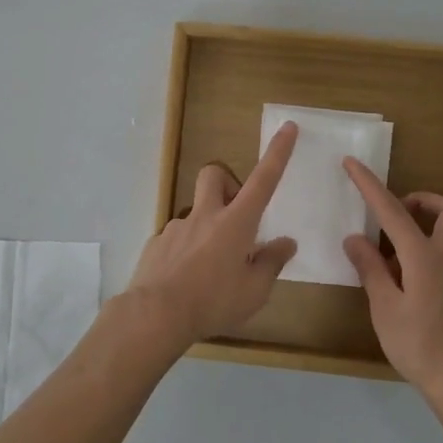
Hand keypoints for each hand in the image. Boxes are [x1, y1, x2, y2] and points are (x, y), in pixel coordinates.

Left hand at [128, 122, 299, 344]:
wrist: (155, 314)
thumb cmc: (213, 302)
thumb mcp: (254, 291)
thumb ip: (271, 264)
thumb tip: (286, 243)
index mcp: (236, 223)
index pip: (263, 180)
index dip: (278, 153)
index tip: (287, 127)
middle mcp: (205, 216)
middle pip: (214, 175)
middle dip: (227, 182)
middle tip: (234, 213)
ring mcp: (177, 227)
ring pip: (195, 212)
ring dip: (206, 228)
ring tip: (210, 268)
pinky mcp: (157, 243)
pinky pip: (177, 238)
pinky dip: (186, 251)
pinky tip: (185, 280)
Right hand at [342, 161, 442, 398]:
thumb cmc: (419, 345)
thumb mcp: (385, 307)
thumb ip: (371, 269)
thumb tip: (355, 239)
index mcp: (423, 257)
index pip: (393, 211)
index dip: (370, 185)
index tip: (352, 163)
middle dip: (422, 201)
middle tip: (394, 213)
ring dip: (421, 229)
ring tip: (388, 257)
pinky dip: (422, 256)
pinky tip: (401, 285)